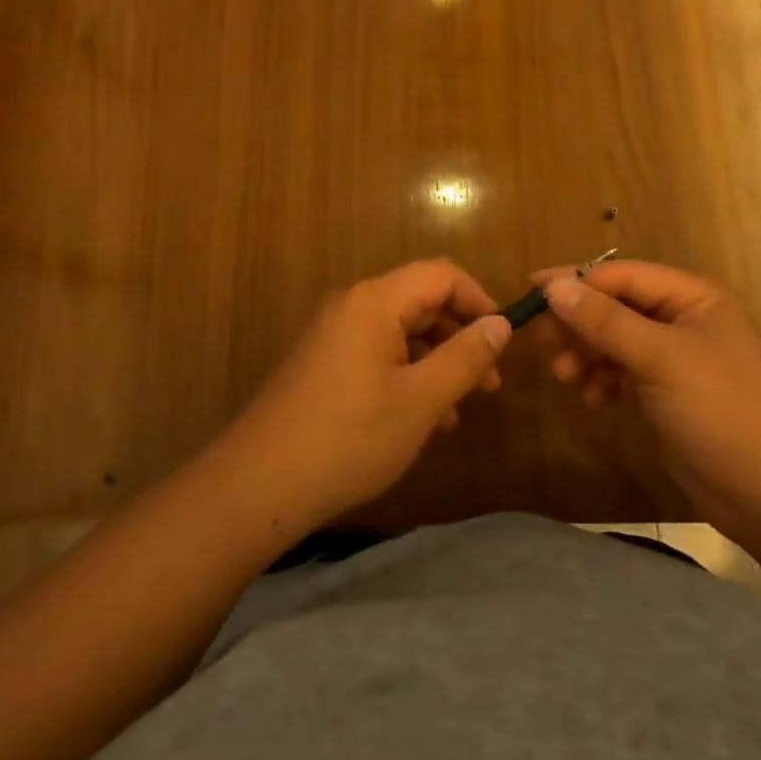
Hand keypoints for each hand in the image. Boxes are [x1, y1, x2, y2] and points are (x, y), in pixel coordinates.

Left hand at [217, 260, 510, 534]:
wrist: (258, 485)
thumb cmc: (349, 437)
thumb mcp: (420, 400)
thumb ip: (465, 358)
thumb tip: (500, 324)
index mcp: (375, 300)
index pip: (442, 274)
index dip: (479, 301)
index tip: (502, 342)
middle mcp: (353, 305)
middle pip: (421, 301)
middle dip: (461, 336)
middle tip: (489, 384)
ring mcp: (334, 334)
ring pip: (401, 332)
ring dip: (437, 361)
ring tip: (460, 410)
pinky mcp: (323, 363)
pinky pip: (378, 353)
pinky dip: (408, 375)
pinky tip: (423, 419)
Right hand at [538, 262, 760, 541]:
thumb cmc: (723, 410)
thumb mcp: (661, 358)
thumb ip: (605, 321)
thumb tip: (554, 286)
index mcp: (691, 296)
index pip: (621, 275)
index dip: (575, 281)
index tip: (531, 293)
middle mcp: (682, 319)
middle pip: (615, 307)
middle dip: (579, 323)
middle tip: (542, 345)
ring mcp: (676, 358)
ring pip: (616, 341)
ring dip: (587, 354)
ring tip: (564, 378)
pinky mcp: (669, 393)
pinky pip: (624, 372)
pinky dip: (604, 380)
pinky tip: (595, 400)